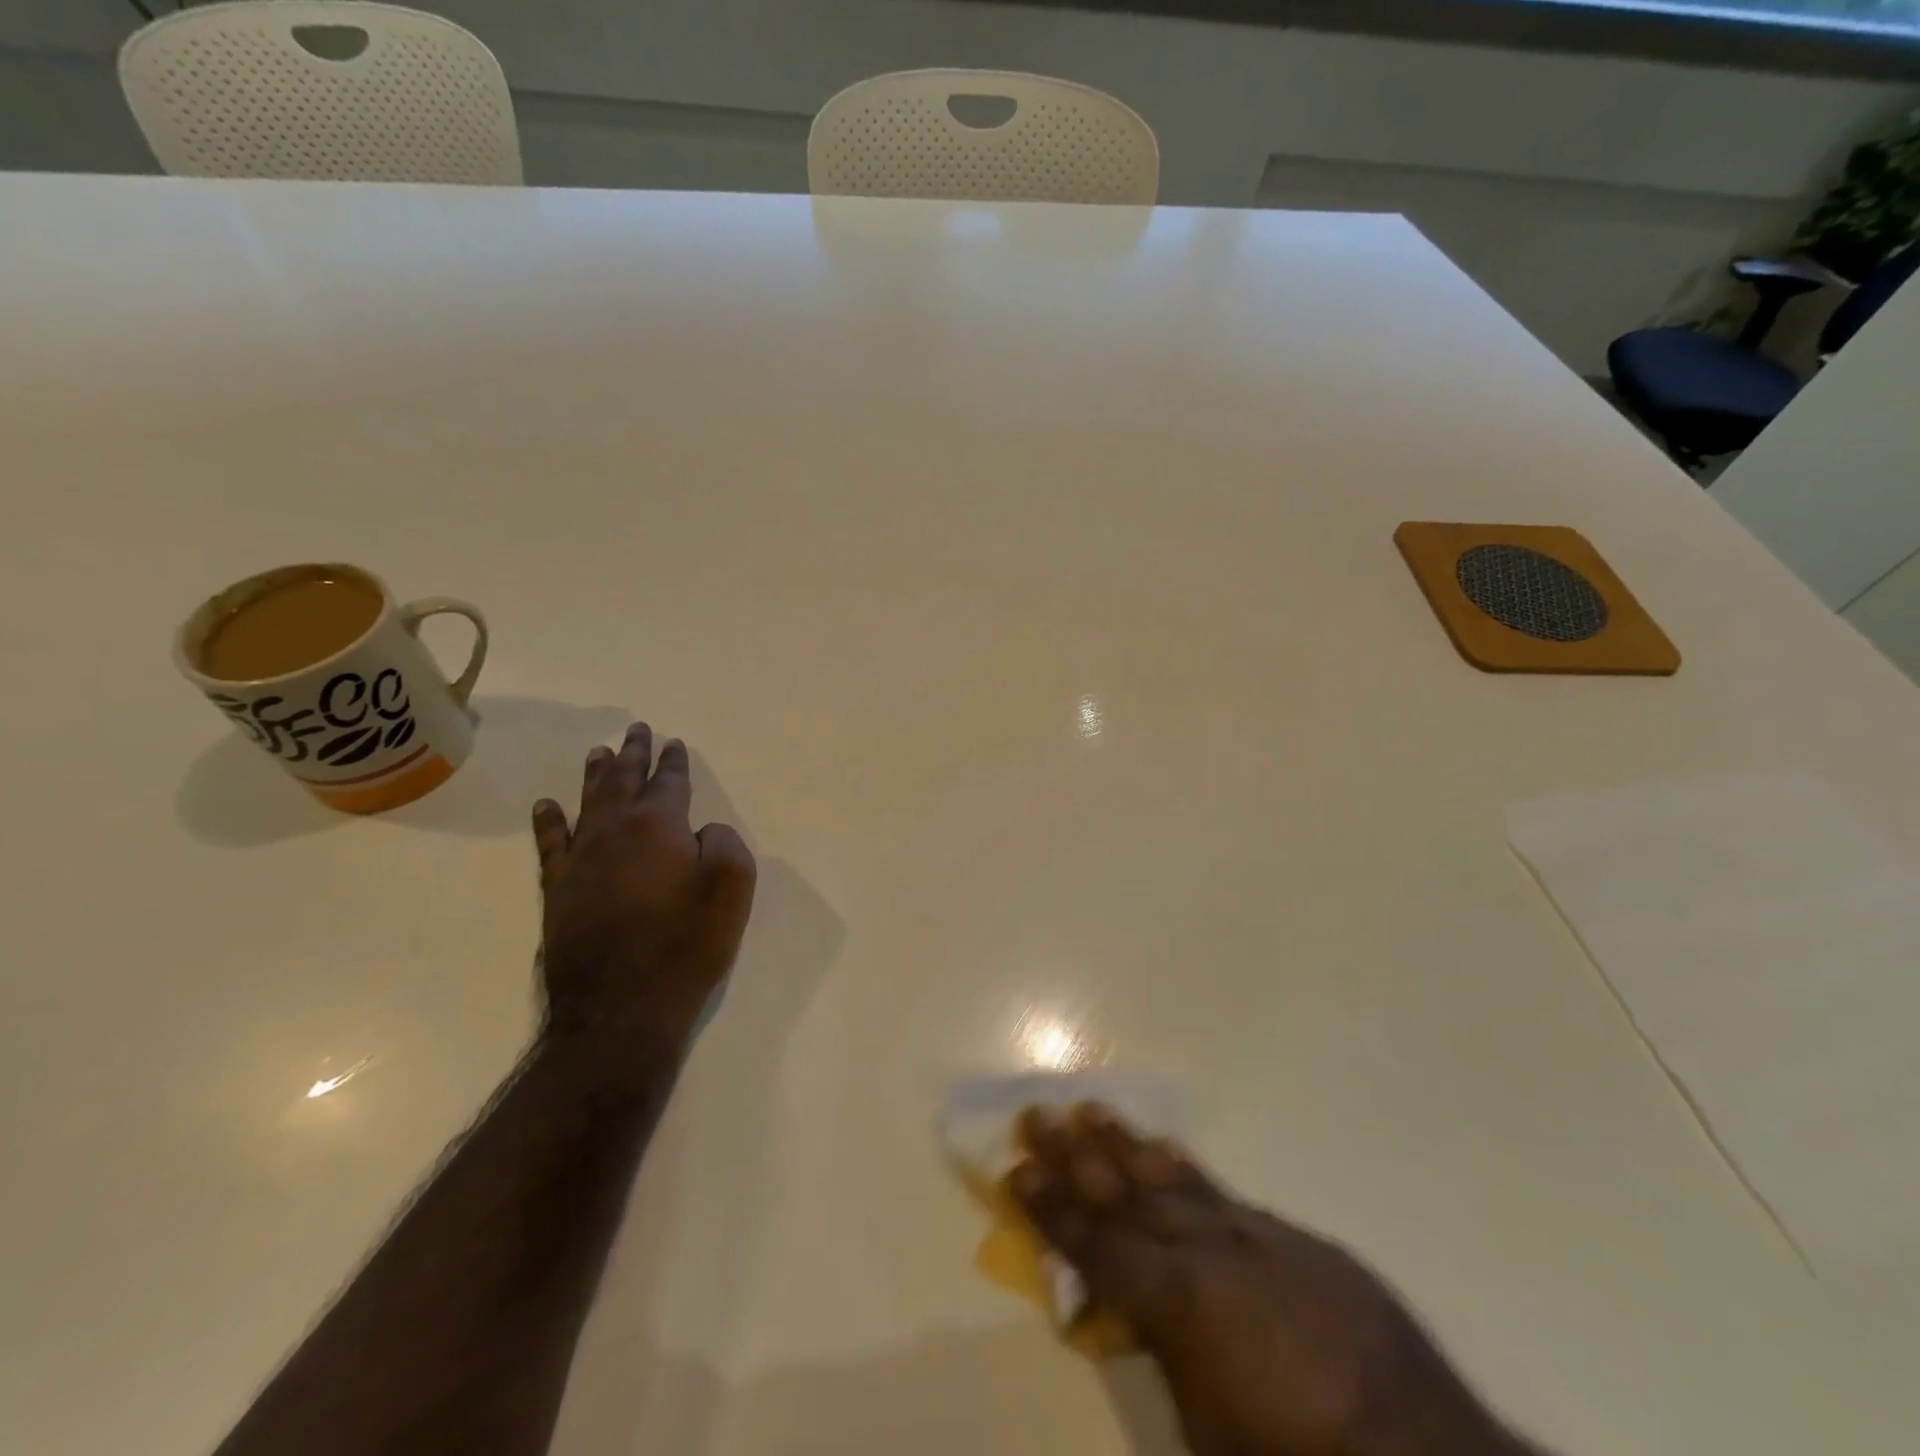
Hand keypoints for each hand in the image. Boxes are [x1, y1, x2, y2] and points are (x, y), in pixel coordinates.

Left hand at [532, 722, 756, 1057]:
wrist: (621, 1007)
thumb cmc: (686, 944)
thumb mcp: (732, 888)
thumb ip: (724, 844)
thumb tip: (702, 832)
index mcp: (660, 825)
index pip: (669, 781)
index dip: (673, 761)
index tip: (674, 742)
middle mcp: (615, 831)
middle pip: (624, 781)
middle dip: (633, 753)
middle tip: (637, 729)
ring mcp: (581, 859)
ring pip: (588, 802)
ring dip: (596, 775)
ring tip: (600, 751)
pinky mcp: (558, 890)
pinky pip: (551, 843)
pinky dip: (549, 821)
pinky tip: (547, 805)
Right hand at [1011, 1106, 1533, 1455]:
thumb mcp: (1207, 1436)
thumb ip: (1163, 1360)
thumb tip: (1133, 1319)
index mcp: (1178, 1302)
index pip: (1095, 1245)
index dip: (1051, 1209)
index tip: (1017, 1169)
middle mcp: (1208, 1251)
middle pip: (1125, 1193)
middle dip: (1075, 1155)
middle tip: (1037, 1114)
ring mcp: (1254, 1237)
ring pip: (1173, 1178)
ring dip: (1126, 1145)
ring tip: (1090, 1109)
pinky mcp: (1294, 1239)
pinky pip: (1222, 1194)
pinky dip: (1185, 1170)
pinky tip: (1167, 1151)